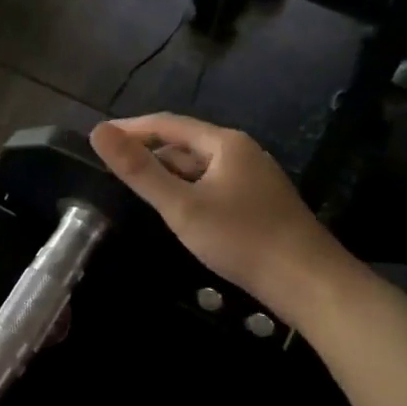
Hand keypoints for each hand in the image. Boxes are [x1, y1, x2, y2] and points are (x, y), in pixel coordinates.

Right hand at [90, 114, 345, 323]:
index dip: (131, 128)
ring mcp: (253, 178)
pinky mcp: (259, 203)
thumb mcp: (181, 206)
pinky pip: (213, 186)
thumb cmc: (241, 238)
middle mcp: (241, 152)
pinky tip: (177, 210)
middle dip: (149, 151)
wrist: (308, 282)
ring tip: (137, 187)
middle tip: (113, 166)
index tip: (100, 136)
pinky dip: (188, 190)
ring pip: (200, 167)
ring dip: (168, 173)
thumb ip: (139, 170)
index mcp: (224, 143)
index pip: (168, 123)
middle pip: (185, 144)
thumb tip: (99, 132)